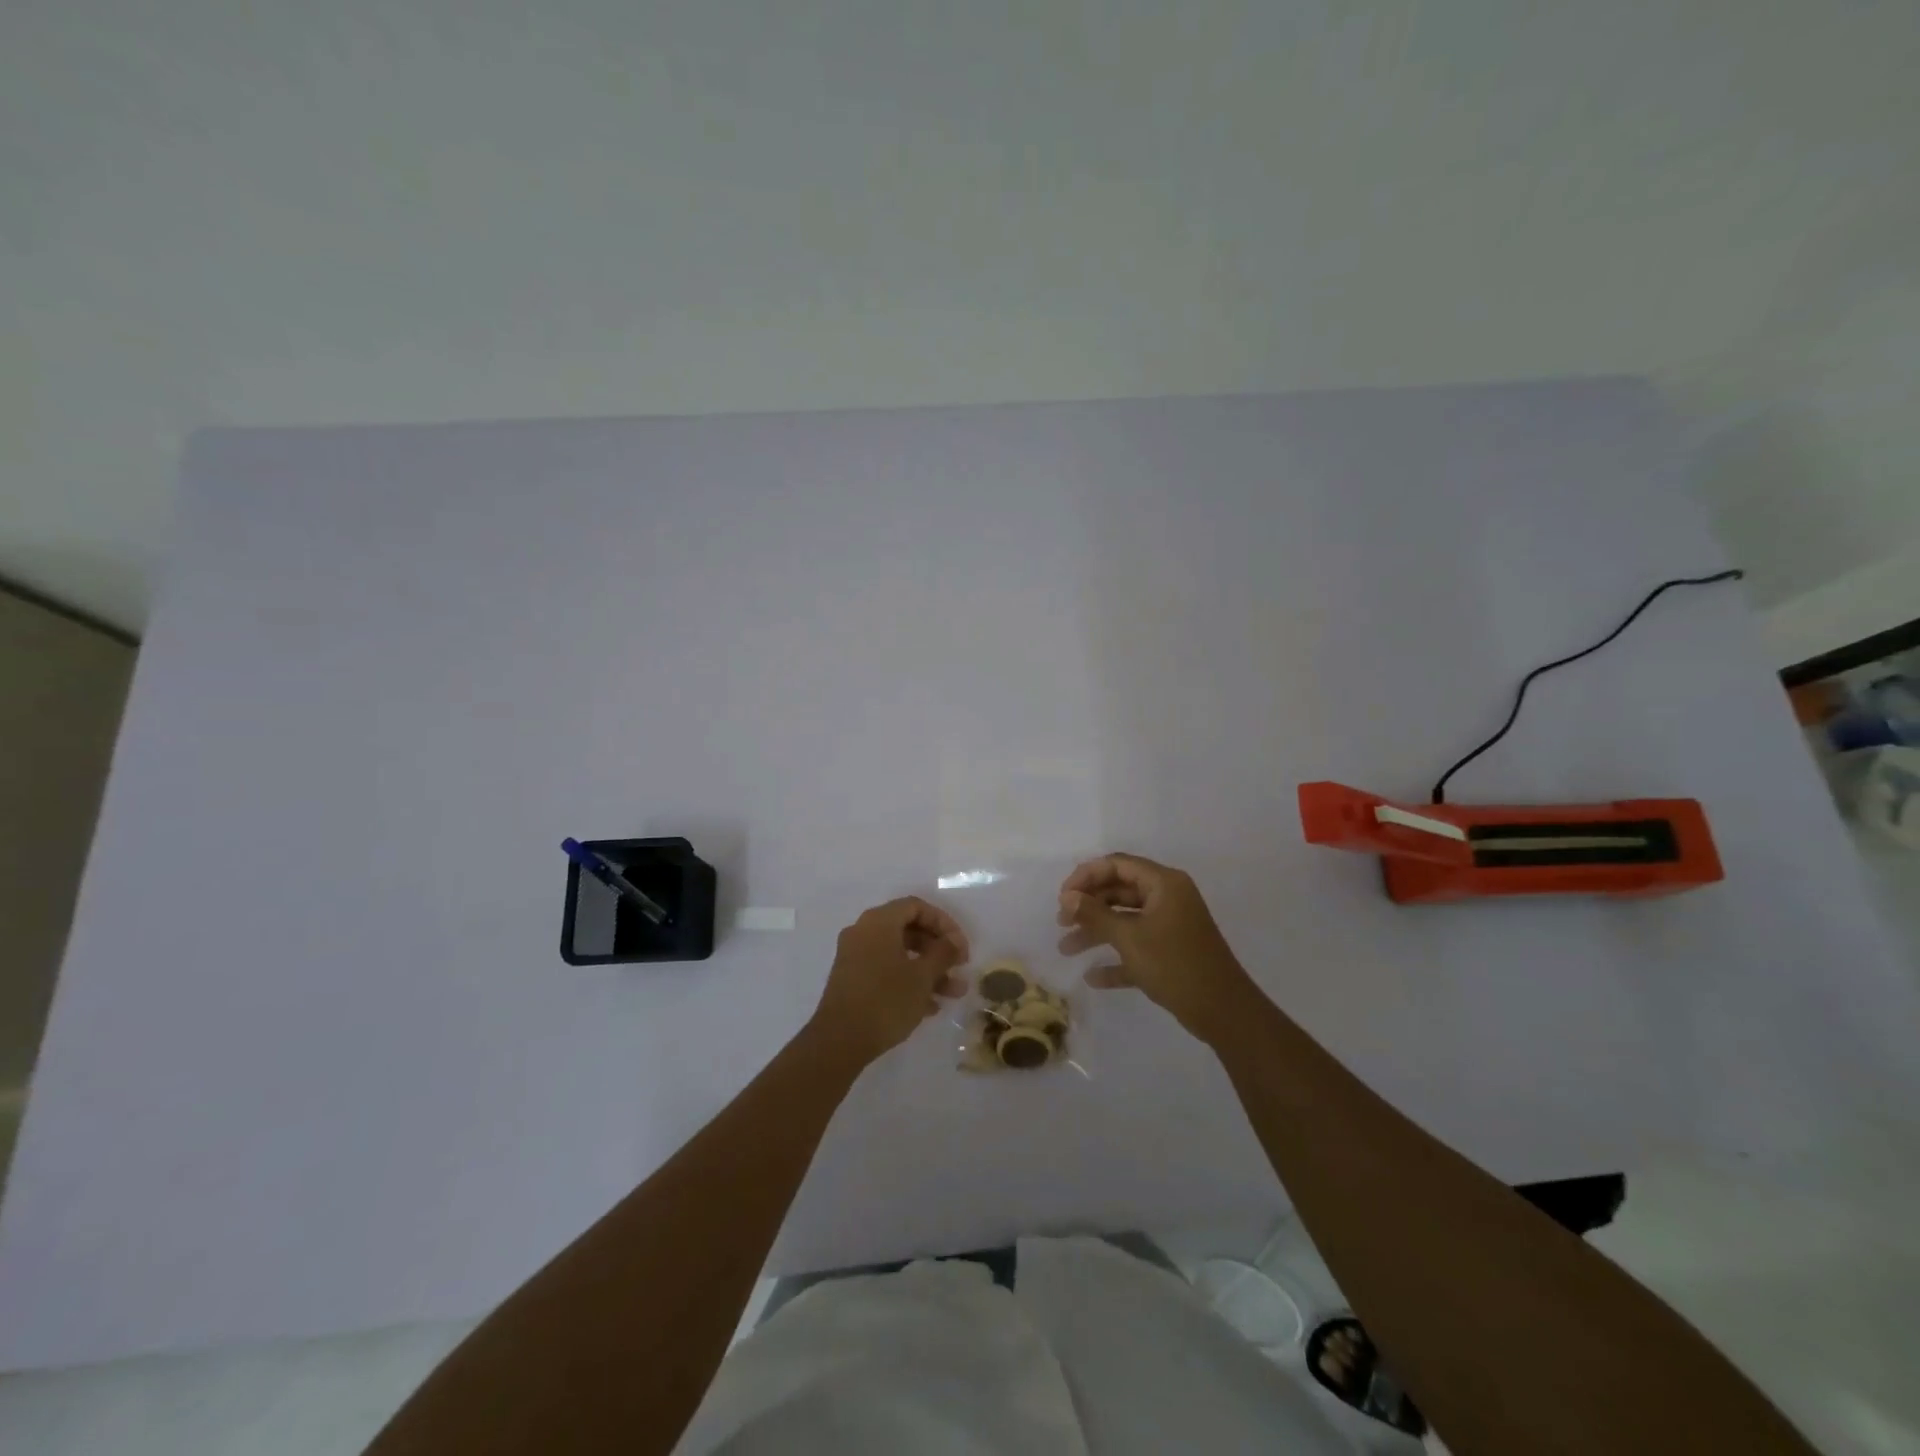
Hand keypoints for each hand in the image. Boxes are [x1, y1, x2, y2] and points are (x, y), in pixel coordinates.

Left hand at [810, 897, 970, 1067]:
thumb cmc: (886, 1001)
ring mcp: (855, 957)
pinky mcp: (852, 981)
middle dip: (938, 950)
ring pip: (899, 954)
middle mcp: (863, 932)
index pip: (916, 906)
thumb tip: (953, 941)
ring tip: (953, 993)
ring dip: (928, 970)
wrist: (839, 1042)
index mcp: (878, 922)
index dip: (944, 923)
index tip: (961, 947)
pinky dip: (908, 981)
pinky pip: (886, 971)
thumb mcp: (922, 976)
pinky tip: (930, 1007)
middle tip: (960, 968)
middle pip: (908, 930)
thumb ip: (943, 953)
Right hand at [1057, 853, 1257, 1042]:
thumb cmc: (1175, 965)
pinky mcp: (1171, 952)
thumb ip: (1095, 915)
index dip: (1086, 876)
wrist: (1224, 1012)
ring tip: (1065, 949)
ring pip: (1125, 920)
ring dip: (1096, 932)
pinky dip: (1116, 958)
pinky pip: (1137, 946)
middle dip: (1088, 906)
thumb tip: (1068, 896)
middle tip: (1061, 923)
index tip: (1062, 897)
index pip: (1118, 865)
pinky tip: (1093, 976)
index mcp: (1164, 884)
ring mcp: (1170, 925)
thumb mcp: (1129, 938)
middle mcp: (1168, 898)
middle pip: (1119, 891)